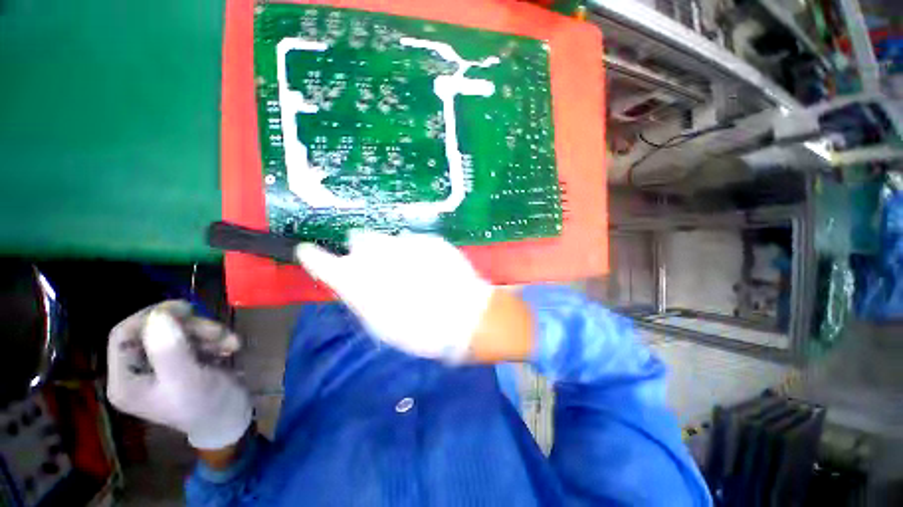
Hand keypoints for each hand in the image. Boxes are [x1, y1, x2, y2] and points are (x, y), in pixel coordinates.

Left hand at [106, 301, 252, 449]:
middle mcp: (130, 371)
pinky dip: (200, 334)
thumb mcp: (189, 385)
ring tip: (228, 340)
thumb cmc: (208, 412)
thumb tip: (158, 316)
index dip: (151, 320)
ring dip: (199, 330)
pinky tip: (224, 344)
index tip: (185, 316)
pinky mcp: (165, 356)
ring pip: (165, 327)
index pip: (122, 336)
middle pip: (147, 328)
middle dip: (184, 326)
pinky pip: (176, 332)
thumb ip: (169, 353)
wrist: (233, 425)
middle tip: (216, 330)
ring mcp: (147, 362)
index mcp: (123, 385)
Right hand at [296, 231, 533, 362]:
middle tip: (377, 271)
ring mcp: (402, 242)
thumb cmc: (419, 333)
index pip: (321, 261)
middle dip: (362, 251)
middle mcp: (373, 254)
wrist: (467, 320)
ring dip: (389, 251)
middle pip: (357, 240)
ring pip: (385, 239)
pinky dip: (413, 252)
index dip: (312, 257)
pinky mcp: (427, 238)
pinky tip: (429, 270)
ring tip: (410, 273)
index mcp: (356, 280)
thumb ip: (357, 297)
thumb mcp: (378, 325)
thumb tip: (349, 280)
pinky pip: (411, 241)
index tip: (306, 251)